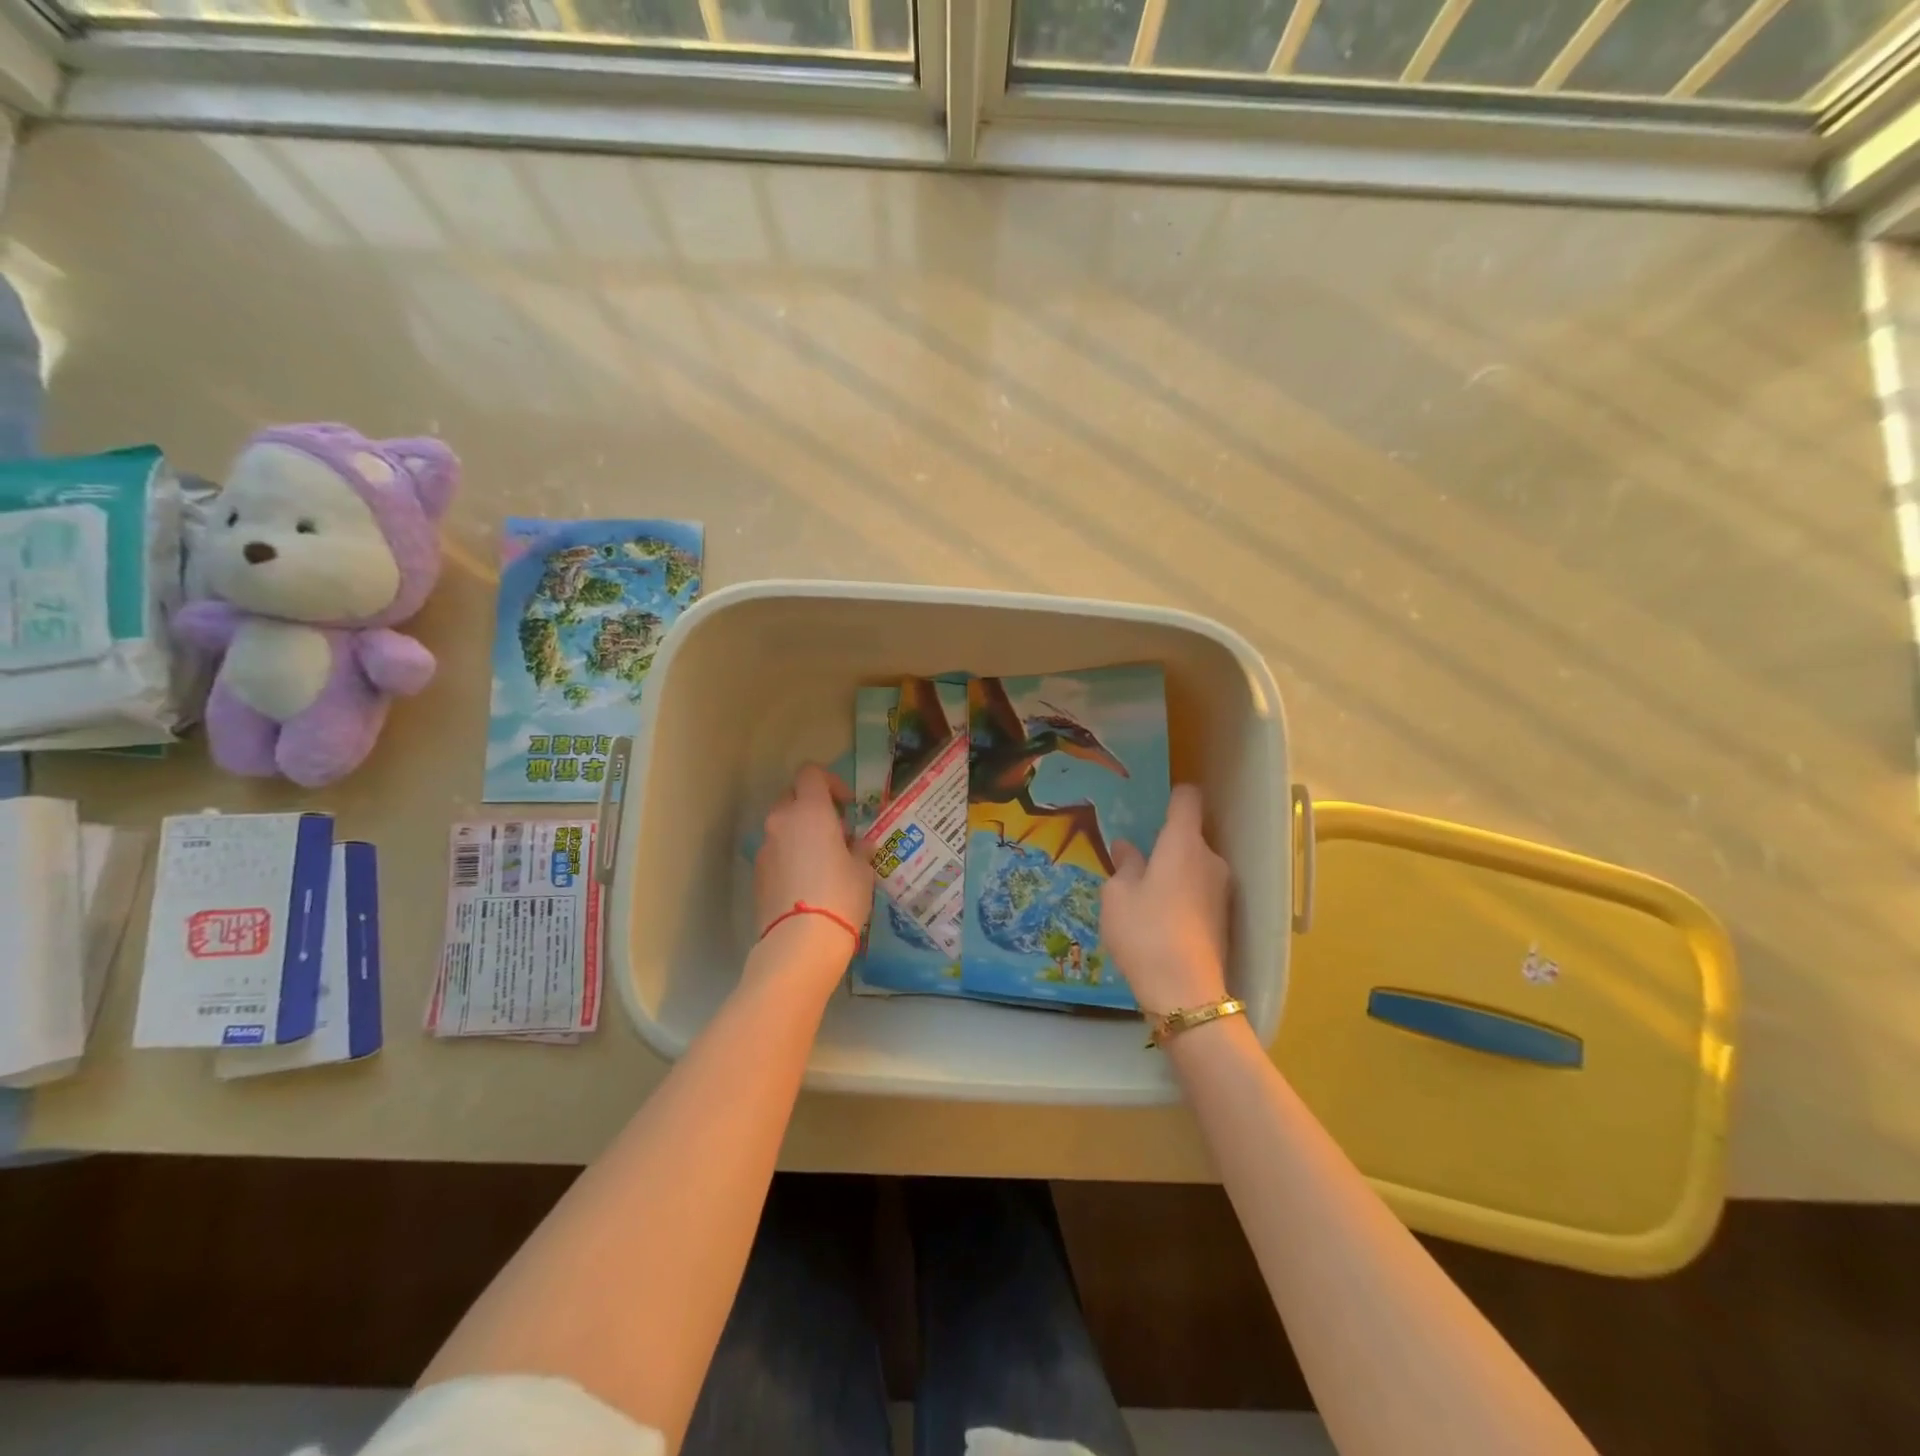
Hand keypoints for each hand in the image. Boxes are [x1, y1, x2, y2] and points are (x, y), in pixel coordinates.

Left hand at [753, 764, 873, 951]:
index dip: (830, 782)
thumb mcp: (863, 869)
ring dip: (801, 833)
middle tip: (836, 832)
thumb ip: (859, 848)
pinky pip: (776, 851)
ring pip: (783, 826)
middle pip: (793, 797)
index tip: (846, 805)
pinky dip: (790, 856)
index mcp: (810, 811)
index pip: (811, 774)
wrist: (800, 942)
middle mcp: (781, 821)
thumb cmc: (840, 895)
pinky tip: (808, 882)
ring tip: (823, 860)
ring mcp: (765, 847)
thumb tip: (858, 844)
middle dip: (813, 807)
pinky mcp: (757, 873)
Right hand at [1102, 785, 1230, 1014]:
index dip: (1173, 795)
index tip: (1154, 802)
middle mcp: (1210, 859)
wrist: (1185, 992)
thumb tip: (1126, 848)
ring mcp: (1222, 890)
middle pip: (1189, 837)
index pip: (1187, 799)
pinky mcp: (1225, 918)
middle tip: (1135, 863)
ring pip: (1194, 867)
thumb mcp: (1117, 896)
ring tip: (1144, 897)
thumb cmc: (1144, 931)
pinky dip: (1183, 897)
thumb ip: (1124, 866)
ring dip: (1174, 874)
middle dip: (1165, 846)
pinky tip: (1161, 920)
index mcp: (1183, 843)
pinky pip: (1200, 892)